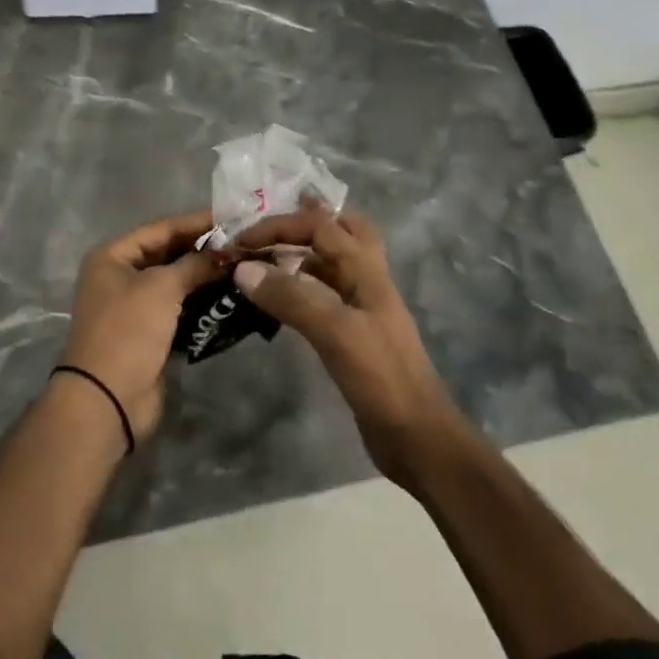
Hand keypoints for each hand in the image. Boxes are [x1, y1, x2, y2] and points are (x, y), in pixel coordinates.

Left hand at [61, 209, 223, 447]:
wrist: (108, 399)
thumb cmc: (129, 330)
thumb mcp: (162, 288)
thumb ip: (195, 264)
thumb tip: (226, 253)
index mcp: (113, 256)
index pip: (161, 228)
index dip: (196, 222)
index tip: (233, 217)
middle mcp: (120, 276)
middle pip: (168, 253)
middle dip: (204, 249)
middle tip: (243, 242)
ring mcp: (134, 306)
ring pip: (176, 281)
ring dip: (205, 275)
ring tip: (242, 265)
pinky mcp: (149, 332)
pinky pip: (179, 307)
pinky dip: (200, 300)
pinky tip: (229, 294)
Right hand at [232, 200, 463, 485]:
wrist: (417, 437)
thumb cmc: (381, 378)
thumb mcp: (335, 332)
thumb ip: (291, 297)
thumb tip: (243, 268)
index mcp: (368, 271)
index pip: (321, 226)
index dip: (280, 225)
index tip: (241, 240)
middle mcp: (367, 282)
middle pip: (342, 232)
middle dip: (307, 221)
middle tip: (270, 225)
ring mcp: (363, 310)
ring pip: (332, 266)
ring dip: (301, 256)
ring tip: (264, 258)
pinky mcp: (354, 337)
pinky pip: (324, 298)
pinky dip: (300, 290)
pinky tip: (279, 302)